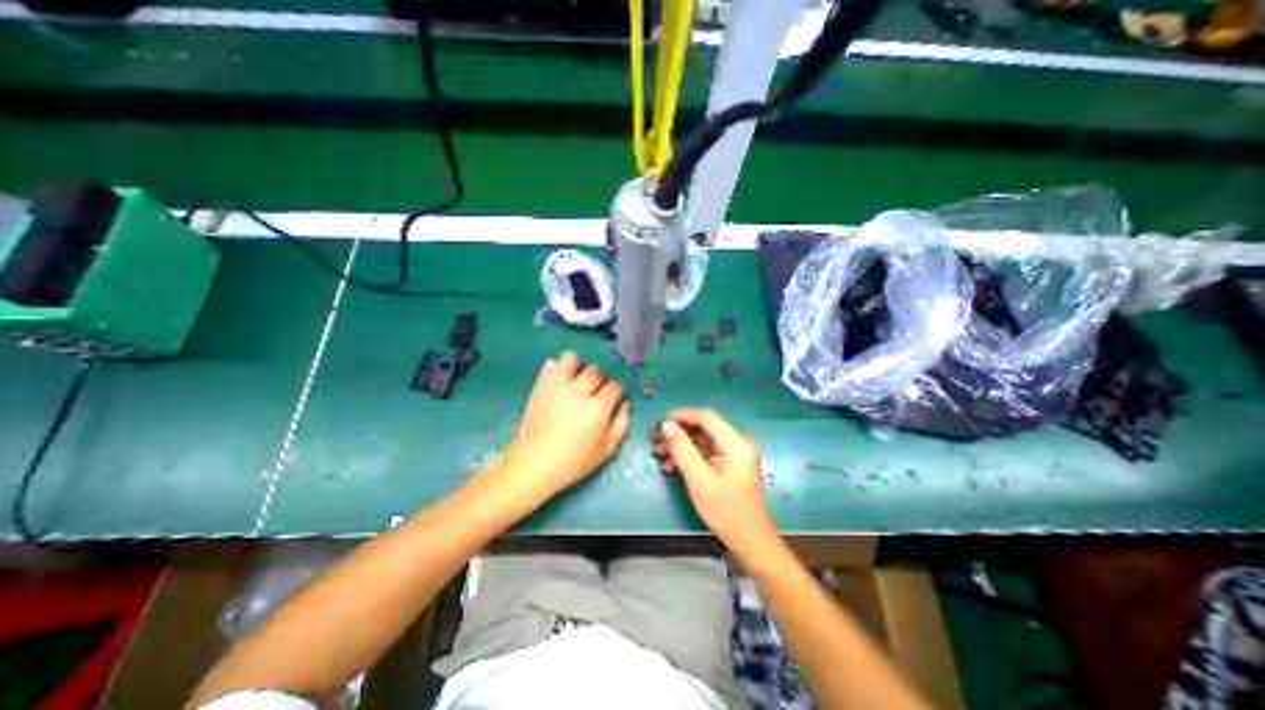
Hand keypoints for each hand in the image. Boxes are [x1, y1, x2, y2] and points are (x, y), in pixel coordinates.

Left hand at [499, 352, 627, 497]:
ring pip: (573, 359)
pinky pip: (551, 364)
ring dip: (579, 366)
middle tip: (595, 392)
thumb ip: (621, 423)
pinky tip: (561, 381)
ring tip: (578, 379)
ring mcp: (557, 386)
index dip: (616, 391)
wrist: (535, 464)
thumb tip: (624, 403)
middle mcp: (579, 391)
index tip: (612, 399)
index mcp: (598, 407)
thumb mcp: (607, 449)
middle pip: (596, 371)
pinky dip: (558, 368)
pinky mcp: (540, 385)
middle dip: (600, 380)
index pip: (615, 385)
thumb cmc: (575, 461)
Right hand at [657, 406, 776, 556]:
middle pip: (703, 427)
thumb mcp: (699, 480)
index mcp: (736, 443)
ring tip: (659, 454)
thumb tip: (666, 425)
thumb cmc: (726, 512)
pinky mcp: (728, 465)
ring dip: (680, 444)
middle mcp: (737, 443)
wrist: (750, 543)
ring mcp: (733, 454)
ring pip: (702, 439)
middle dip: (678, 431)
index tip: (659, 424)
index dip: (681, 415)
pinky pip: (705, 452)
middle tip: (656, 440)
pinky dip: (688, 456)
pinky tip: (671, 466)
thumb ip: (682, 449)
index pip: (706, 417)